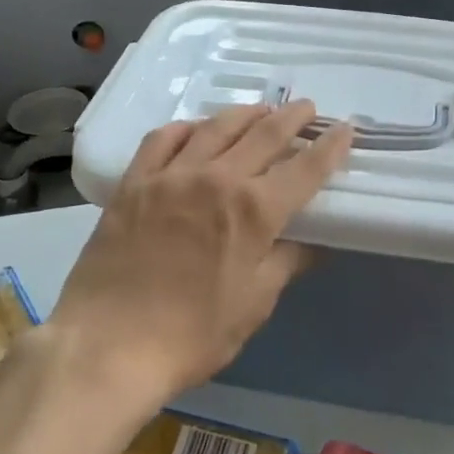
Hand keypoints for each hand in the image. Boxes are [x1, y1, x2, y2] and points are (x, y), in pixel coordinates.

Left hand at [48, 101, 352, 407]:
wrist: (108, 346)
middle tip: (307, 107)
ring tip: (261, 110)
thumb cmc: (192, 335)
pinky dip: (186, 127)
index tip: (345, 128)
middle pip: (264, 134)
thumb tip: (313, 242)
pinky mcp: (135, 181)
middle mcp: (217, 178)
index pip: (305, 168)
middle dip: (292, 117)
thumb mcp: (253, 305)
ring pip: (216, 126)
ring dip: (245, 113)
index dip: (329, 146)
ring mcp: (172, 174)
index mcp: (254, 211)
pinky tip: (196, 128)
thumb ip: (285, 263)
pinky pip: (163, 138)